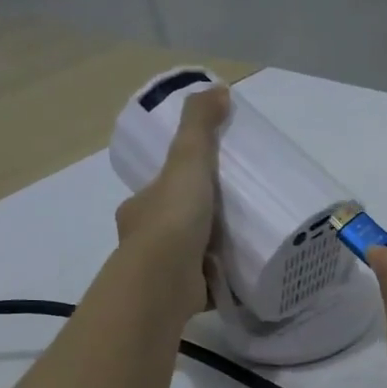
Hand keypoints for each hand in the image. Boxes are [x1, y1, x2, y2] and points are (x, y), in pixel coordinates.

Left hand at [114, 86, 229, 316]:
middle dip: (199, 222)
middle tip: (237, 215)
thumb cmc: (172, 220)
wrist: (164, 282)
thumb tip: (218, 89)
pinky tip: (244, 276)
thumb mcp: (187, 161)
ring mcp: (162, 273)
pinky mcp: (182, 298)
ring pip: (189, 257)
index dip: (180, 186)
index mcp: (140, 209)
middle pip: (175, 225)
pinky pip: (204, 285)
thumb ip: (200, 127)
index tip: (206, 185)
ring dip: (210, 252)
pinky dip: (220, 281)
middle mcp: (144, 242)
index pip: (159, 193)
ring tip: (247, 244)